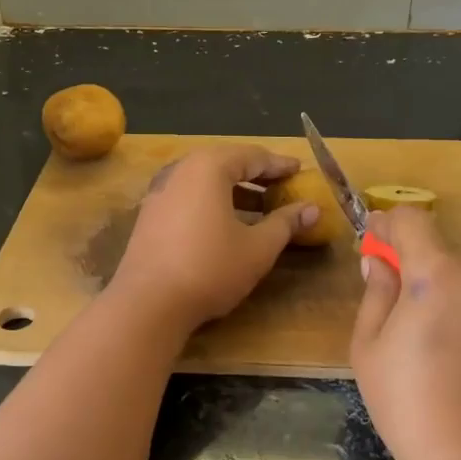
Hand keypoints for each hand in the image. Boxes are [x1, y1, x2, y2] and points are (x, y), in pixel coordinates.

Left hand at [109, 144, 316, 332]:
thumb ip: (285, 223)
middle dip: (255, 175)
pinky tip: (225, 224)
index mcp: (209, 167)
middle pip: (225, 163)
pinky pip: (188, 196)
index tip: (300, 171)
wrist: (148, 303)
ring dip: (233, 190)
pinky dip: (211, 202)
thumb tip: (312, 209)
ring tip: (259, 208)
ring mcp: (160, 191)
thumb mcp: (257, 248)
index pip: (252, 156)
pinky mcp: (149, 214)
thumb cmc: (210, 268)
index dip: (279, 165)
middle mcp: (180, 170)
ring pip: (204, 181)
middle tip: (281, 186)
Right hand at [351, 207, 460, 459]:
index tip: (370, 244)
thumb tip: (379, 264)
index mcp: (442, 273)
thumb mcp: (370, 347)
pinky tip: (449, 361)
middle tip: (387, 306)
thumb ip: (376, 294)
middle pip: (439, 253)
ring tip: (418, 344)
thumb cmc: (411, 404)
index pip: (412, 220)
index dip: (386, 225)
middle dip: (411, 267)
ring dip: (438, 294)